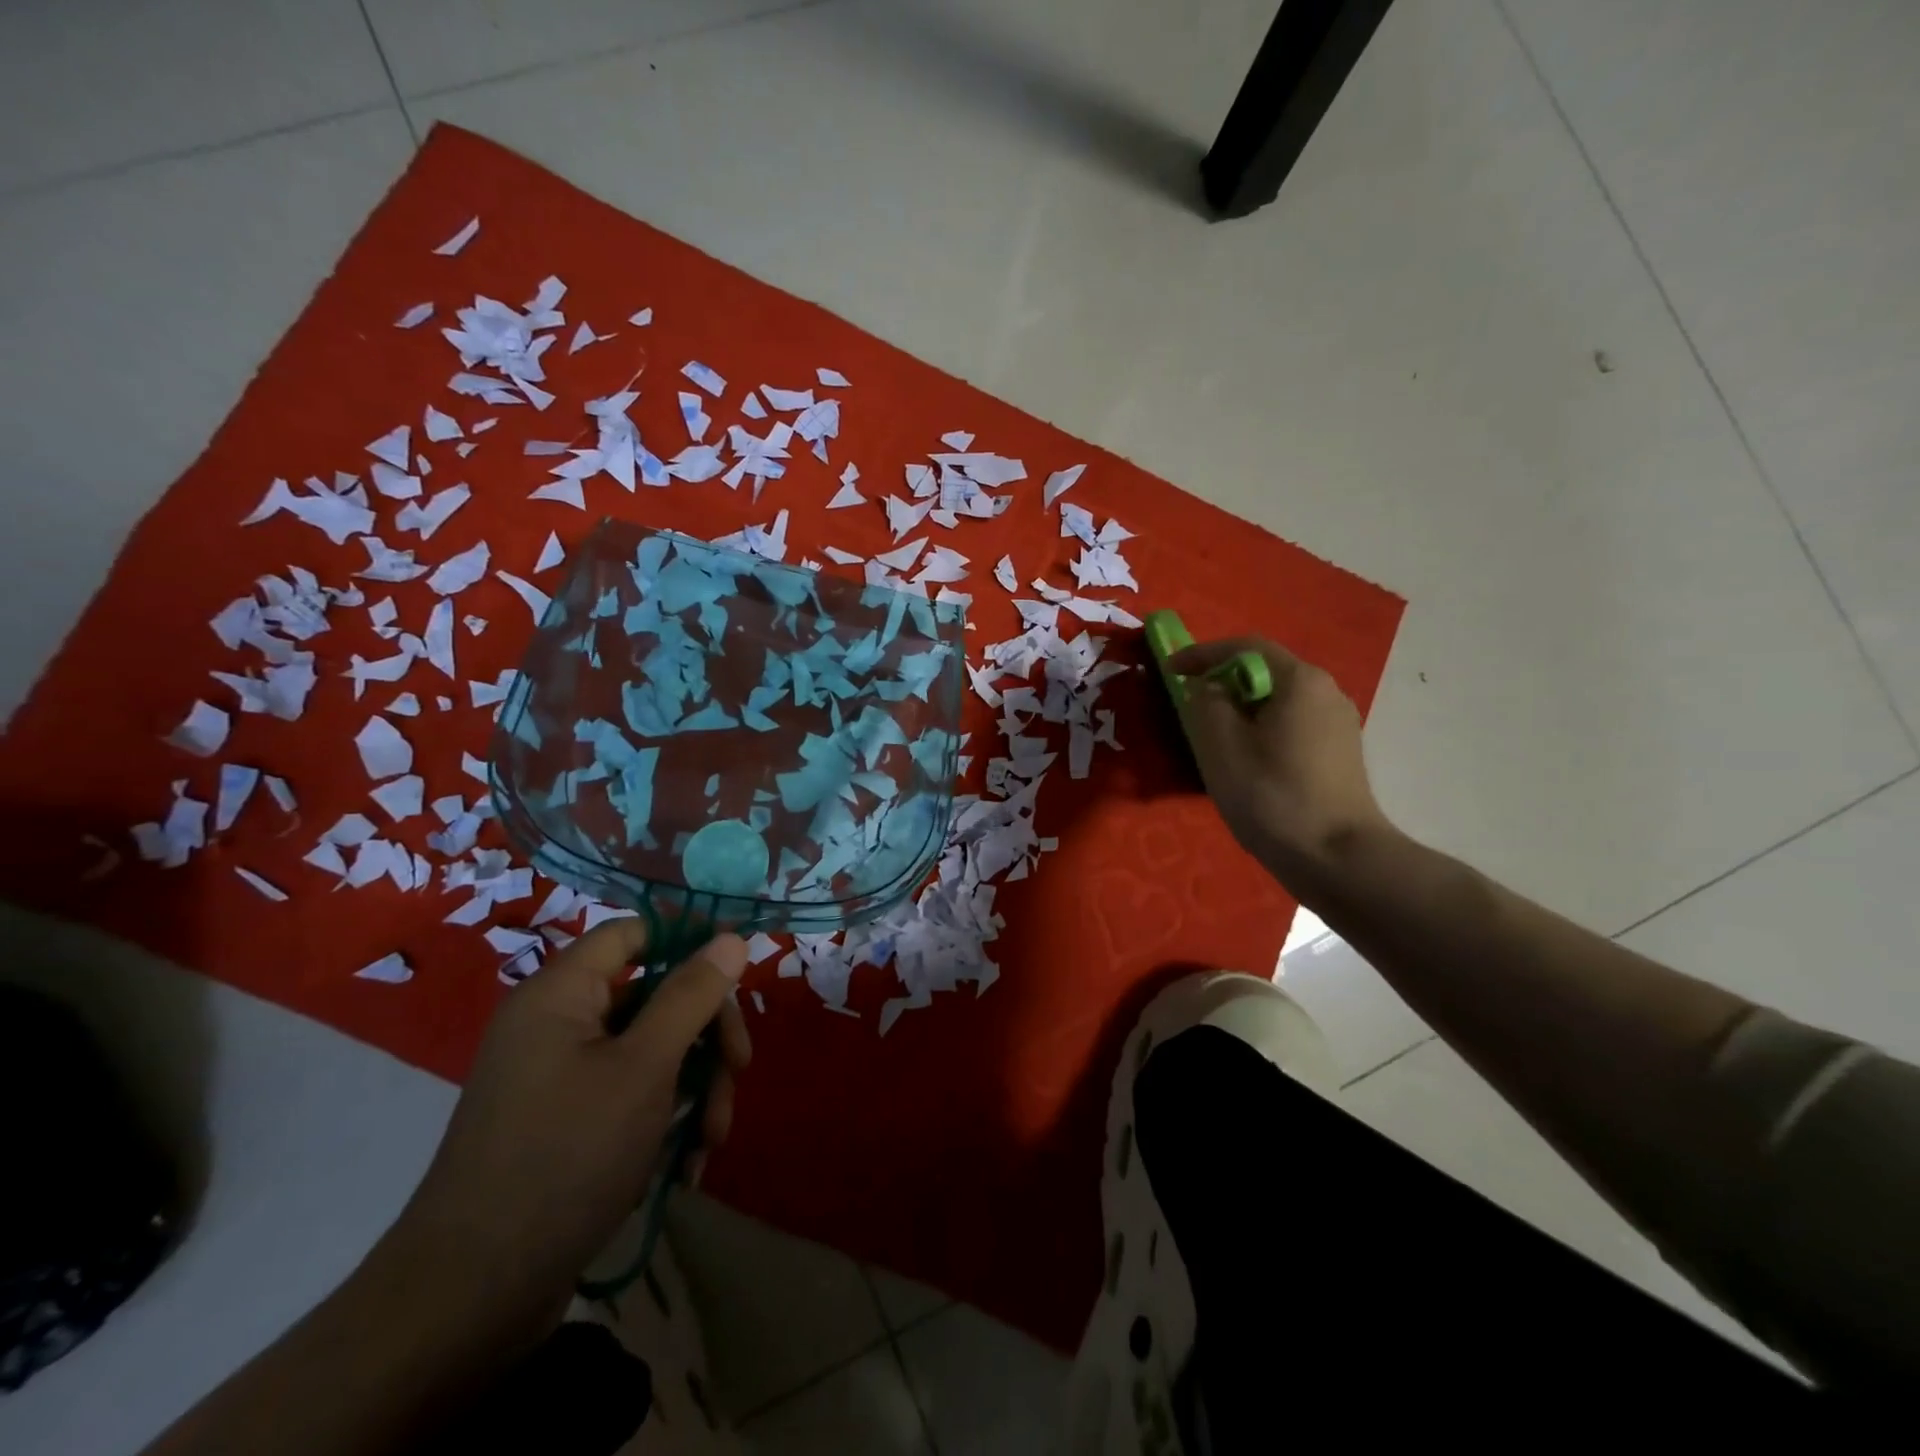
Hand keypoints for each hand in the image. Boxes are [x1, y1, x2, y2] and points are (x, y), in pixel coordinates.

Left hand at [375, 919, 751, 1337]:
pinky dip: (664, 1116)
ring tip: (711, 1138)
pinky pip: (630, 1092)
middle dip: (705, 1033)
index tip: (739, 968)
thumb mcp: (645, 1068)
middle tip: (738, 1069)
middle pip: (653, 993)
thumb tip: (730, 937)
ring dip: (693, 1084)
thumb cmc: (565, 1158)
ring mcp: (560, 1075)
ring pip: (650, 1049)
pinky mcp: (566, 1122)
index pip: (633, 932)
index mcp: (560, 993)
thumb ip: (691, 995)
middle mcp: (557, 1024)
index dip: (689, 938)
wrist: (471, 1299)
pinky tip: (686, 1161)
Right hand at [1168, 637, 1391, 873]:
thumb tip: (1209, 689)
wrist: (1338, 858)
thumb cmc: (1272, 795)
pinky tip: (1247, 761)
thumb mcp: (1221, 745)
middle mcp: (1327, 692)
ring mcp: (1339, 724)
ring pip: (1279, 701)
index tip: (1170, 669)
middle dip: (1223, 683)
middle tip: (1190, 704)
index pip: (1245, 648)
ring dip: (1242, 709)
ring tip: (1214, 737)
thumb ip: (1207, 703)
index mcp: (1301, 681)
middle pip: (1265, 672)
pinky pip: (1292, 725)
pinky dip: (1262, 729)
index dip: (1203, 654)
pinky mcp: (1340, 753)